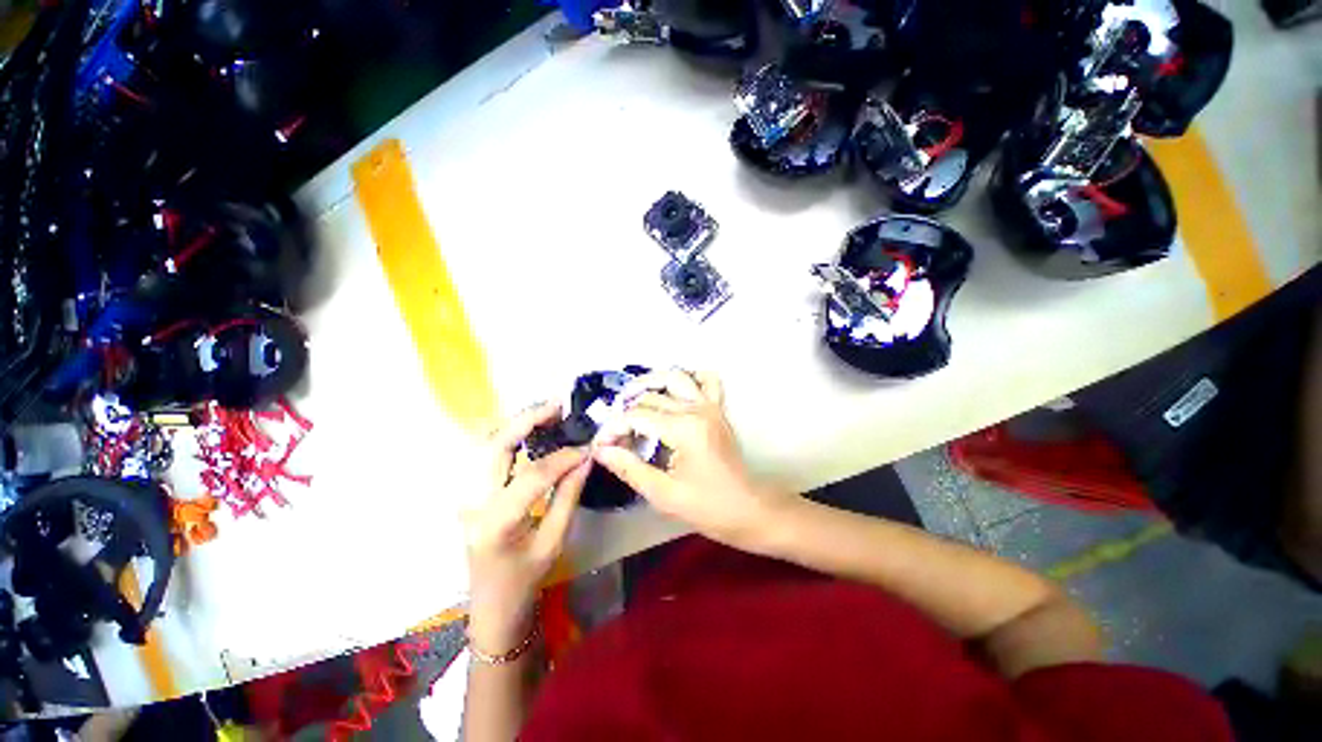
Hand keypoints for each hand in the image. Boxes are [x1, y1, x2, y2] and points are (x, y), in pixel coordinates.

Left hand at [463, 403, 590, 653]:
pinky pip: (486, 454)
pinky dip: (509, 436)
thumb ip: (569, 495)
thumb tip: (586, 458)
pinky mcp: (469, 492)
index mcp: (497, 522)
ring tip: (547, 413)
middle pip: (495, 446)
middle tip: (558, 405)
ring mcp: (466, 495)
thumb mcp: (554, 540)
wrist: (491, 605)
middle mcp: (473, 502)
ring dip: (517, 424)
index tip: (587, 448)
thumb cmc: (525, 579)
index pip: (533, 475)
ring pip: (486, 444)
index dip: (564, 457)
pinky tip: (530, 429)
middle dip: (527, 419)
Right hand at [593, 370, 797, 552]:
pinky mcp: (718, 409)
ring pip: (675, 377)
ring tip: (632, 398)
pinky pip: (707, 380)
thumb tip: (601, 450)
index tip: (600, 446)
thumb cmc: (707, 507)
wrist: (748, 509)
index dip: (613, 429)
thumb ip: (629, 468)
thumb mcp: (663, 494)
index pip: (636, 416)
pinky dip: (689, 378)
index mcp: (683, 429)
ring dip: (651, 383)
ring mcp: (710, 406)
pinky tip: (673, 392)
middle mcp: (696, 409)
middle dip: (626, 412)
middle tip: (614, 433)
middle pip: (651, 397)